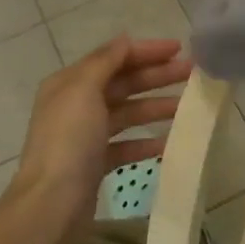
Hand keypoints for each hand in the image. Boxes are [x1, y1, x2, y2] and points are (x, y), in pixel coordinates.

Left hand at [8, 37, 189, 223]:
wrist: (52, 203)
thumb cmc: (68, 141)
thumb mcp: (83, 91)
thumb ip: (105, 62)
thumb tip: (125, 40)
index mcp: (69, 83)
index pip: (113, 58)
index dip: (146, 51)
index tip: (179, 49)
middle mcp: (75, 105)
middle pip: (122, 84)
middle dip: (156, 76)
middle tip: (192, 73)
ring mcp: (85, 136)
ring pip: (127, 114)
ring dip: (156, 107)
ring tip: (187, 107)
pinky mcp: (95, 163)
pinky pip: (126, 145)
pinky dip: (146, 142)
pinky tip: (169, 143)